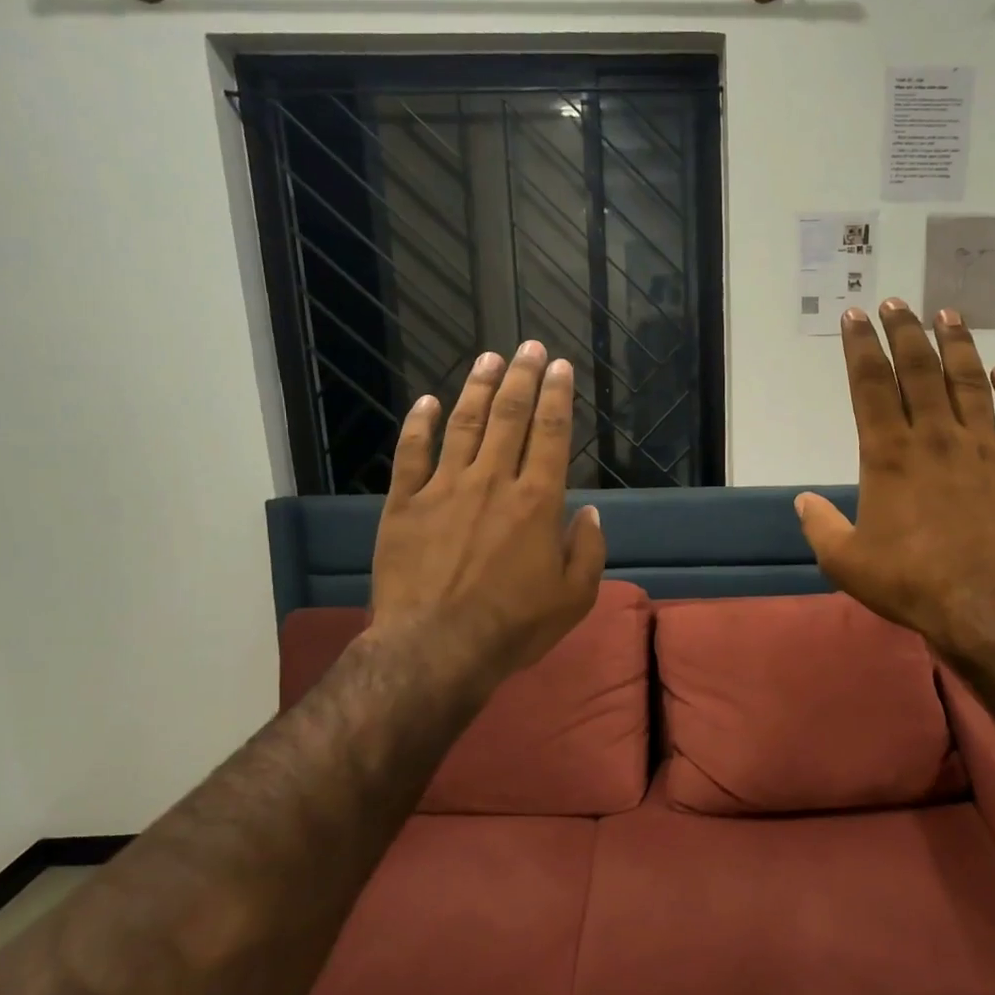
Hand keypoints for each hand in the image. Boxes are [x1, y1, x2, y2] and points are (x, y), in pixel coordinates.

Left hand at [366, 340, 605, 693]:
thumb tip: (590, 513)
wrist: (435, 648)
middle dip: (523, 377)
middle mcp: (493, 481)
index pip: (551, 433)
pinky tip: (427, 402)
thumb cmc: (513, 626)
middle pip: (510, 416)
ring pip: (464, 425)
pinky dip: (419, 425)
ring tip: (489, 359)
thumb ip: (588, 550)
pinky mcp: (405, 504)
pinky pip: (412, 454)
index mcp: (537, 501)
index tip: (561, 366)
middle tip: (529, 346)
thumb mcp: (573, 597)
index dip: (558, 395)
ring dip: (478, 389)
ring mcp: (444, 488)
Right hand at [795, 301, 994, 659]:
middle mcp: (936, 438)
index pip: (870, 386)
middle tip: (896, 303)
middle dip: (904, 331)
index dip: (860, 347)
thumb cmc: (911, 583)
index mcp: (889, 455)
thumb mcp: (846, 562)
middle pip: (918, 371)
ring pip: (969, 383)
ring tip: (947, 315)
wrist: (989, 605)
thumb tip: (803, 501)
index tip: (855, 317)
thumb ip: (821, 527)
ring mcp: (986, 448)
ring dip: (957, 346)